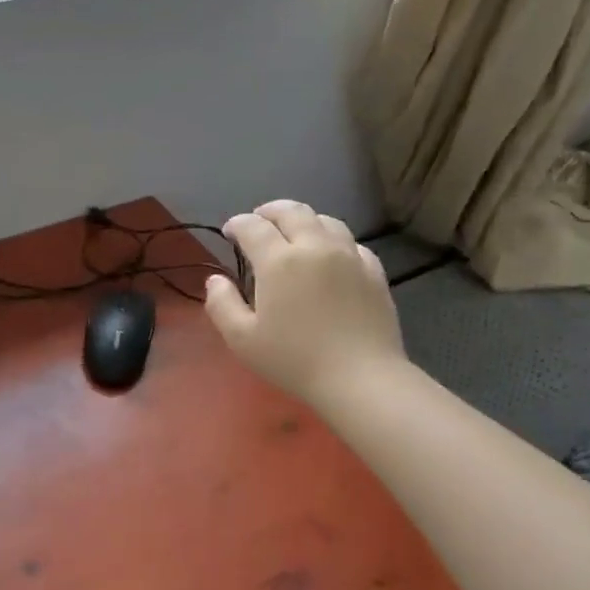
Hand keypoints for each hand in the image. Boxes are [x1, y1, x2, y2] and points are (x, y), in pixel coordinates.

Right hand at [204, 200, 404, 416]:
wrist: (360, 378)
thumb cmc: (293, 359)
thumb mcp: (241, 339)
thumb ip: (221, 304)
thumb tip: (215, 280)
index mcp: (278, 261)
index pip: (252, 226)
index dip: (237, 224)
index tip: (229, 233)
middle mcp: (314, 247)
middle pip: (291, 211)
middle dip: (269, 212)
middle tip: (258, 222)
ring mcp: (349, 256)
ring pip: (325, 220)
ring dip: (303, 221)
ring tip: (293, 234)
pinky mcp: (373, 271)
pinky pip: (351, 243)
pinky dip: (332, 240)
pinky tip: (329, 256)